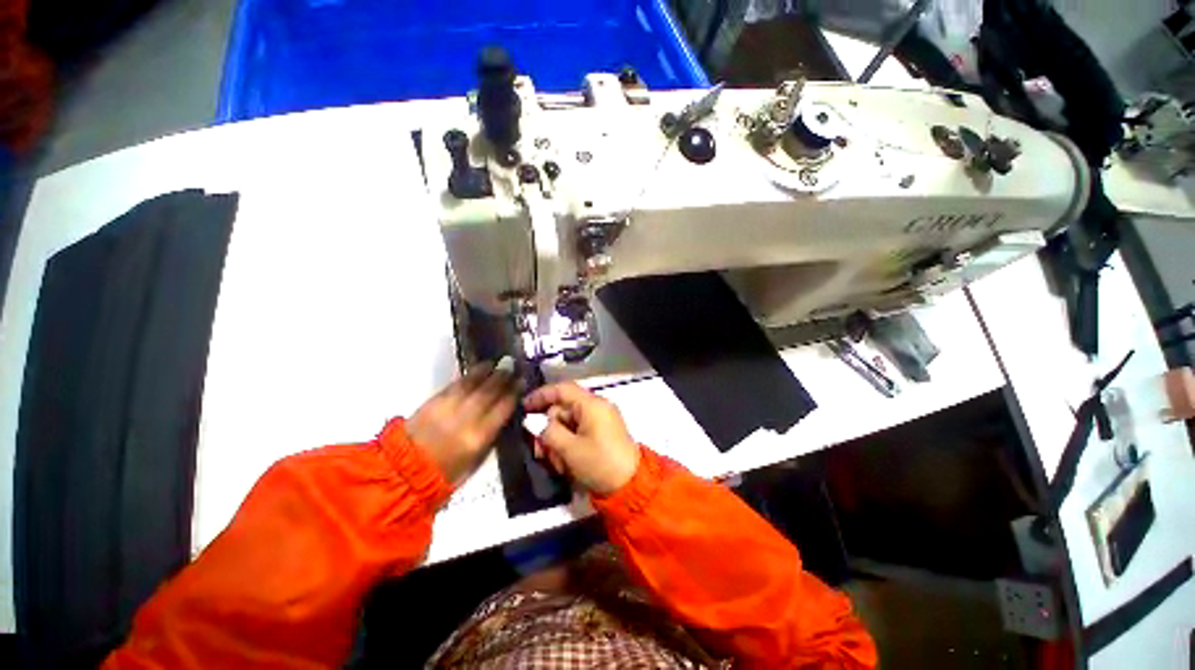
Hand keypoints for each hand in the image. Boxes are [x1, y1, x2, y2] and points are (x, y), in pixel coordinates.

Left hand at [408, 359, 517, 484]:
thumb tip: (503, 416)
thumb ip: (492, 436)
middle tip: (511, 364)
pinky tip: (476, 370)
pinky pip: (455, 385)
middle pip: (489, 391)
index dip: (514, 392)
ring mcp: (448, 408)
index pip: (503, 407)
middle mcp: (466, 418)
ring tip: (495, 363)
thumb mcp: (477, 460)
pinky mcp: (433, 402)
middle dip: (502, 376)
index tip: (522, 380)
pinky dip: (467, 376)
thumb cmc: (447, 473)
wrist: (405, 473)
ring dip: (485, 371)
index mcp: (479, 436)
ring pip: (471, 384)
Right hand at [523, 382, 639, 494]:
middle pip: (563, 409)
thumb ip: (549, 432)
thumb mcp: (570, 449)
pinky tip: (566, 464)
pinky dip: (569, 444)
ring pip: (569, 423)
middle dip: (549, 430)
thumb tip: (534, 422)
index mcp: (592, 404)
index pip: (562, 389)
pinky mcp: (602, 432)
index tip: (524, 407)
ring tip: (557, 464)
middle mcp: (597, 407)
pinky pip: (579, 431)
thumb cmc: (599, 464)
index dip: (541, 395)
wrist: (631, 486)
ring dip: (558, 442)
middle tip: (540, 452)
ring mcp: (601, 420)